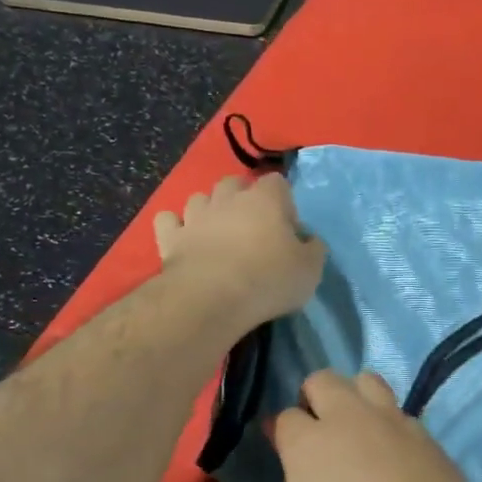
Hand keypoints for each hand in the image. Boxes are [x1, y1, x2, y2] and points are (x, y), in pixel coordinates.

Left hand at [153, 173, 324, 330]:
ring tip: (217, 232)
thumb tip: (309, 241)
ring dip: (208, 209)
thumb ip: (313, 249)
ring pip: (200, 198)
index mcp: (266, 199)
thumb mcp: (310, 269)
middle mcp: (228, 198)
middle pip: (234, 183)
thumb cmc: (268, 279)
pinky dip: (174, 226)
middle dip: (242, 197)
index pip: (277, 182)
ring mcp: (195, 215)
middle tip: (251, 226)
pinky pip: (167, 221)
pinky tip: (183, 238)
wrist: (211, 299)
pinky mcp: (170, 237)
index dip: (283, 201)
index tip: (286, 227)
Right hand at [224, 370, 481, 481]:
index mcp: (309, 446)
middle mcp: (352, 421)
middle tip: (314, 435)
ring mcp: (396, 424)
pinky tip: (393, 456)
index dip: (278, 431)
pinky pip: (402, 412)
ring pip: (368, 381)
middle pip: (324, 380)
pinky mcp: (430, 438)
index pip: (285, 416)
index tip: (278, 449)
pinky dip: (389, 423)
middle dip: (311, 397)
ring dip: (354, 397)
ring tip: (354, 433)